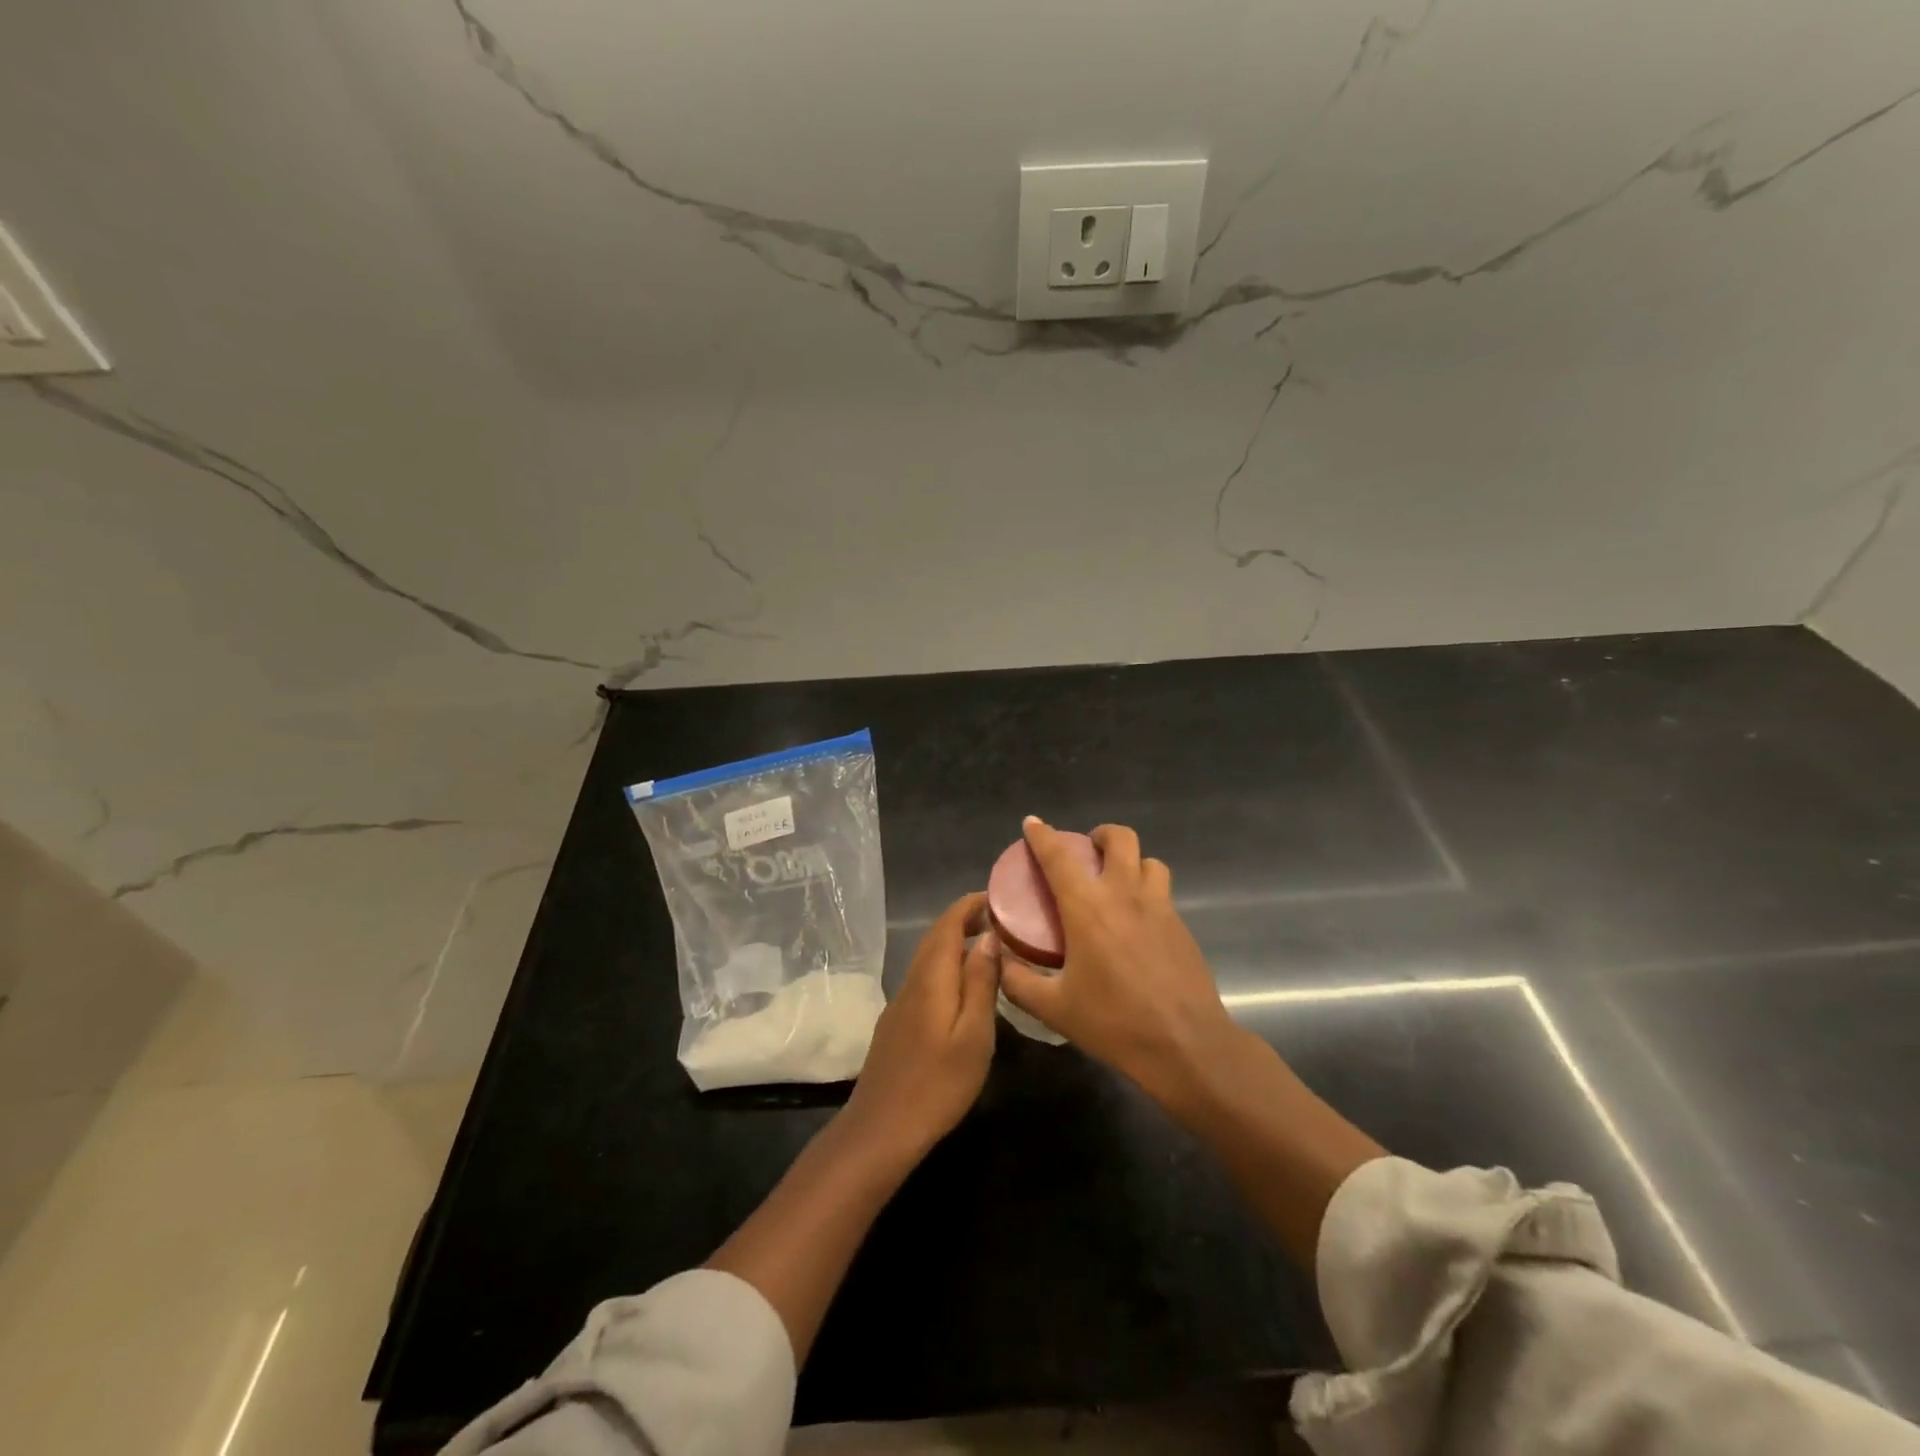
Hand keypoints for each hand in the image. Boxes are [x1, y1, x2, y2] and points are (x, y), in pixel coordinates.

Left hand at [842, 892, 999, 1157]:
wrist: (881, 1129)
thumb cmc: (937, 1084)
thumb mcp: (974, 1035)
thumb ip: (981, 983)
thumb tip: (989, 938)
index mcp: (932, 978)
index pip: (948, 923)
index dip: (971, 905)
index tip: (999, 897)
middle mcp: (912, 981)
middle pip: (936, 937)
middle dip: (965, 920)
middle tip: (1002, 920)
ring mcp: (900, 1002)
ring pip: (929, 958)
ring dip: (956, 943)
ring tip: (990, 948)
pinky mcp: (897, 1023)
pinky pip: (925, 978)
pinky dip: (947, 967)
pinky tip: (964, 987)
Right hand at [1000, 818, 1243, 1115]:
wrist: (1186, 1046)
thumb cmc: (1115, 1023)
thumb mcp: (1054, 1008)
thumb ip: (1018, 981)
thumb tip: (999, 960)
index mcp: (1087, 907)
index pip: (1059, 856)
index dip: (1042, 835)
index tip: (1032, 824)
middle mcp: (1124, 894)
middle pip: (1119, 838)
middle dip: (1100, 835)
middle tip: (1086, 852)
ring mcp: (1160, 907)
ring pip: (1148, 861)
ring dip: (1130, 861)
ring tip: (1116, 882)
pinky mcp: (1182, 926)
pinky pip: (1163, 891)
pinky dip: (1146, 891)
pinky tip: (1136, 923)